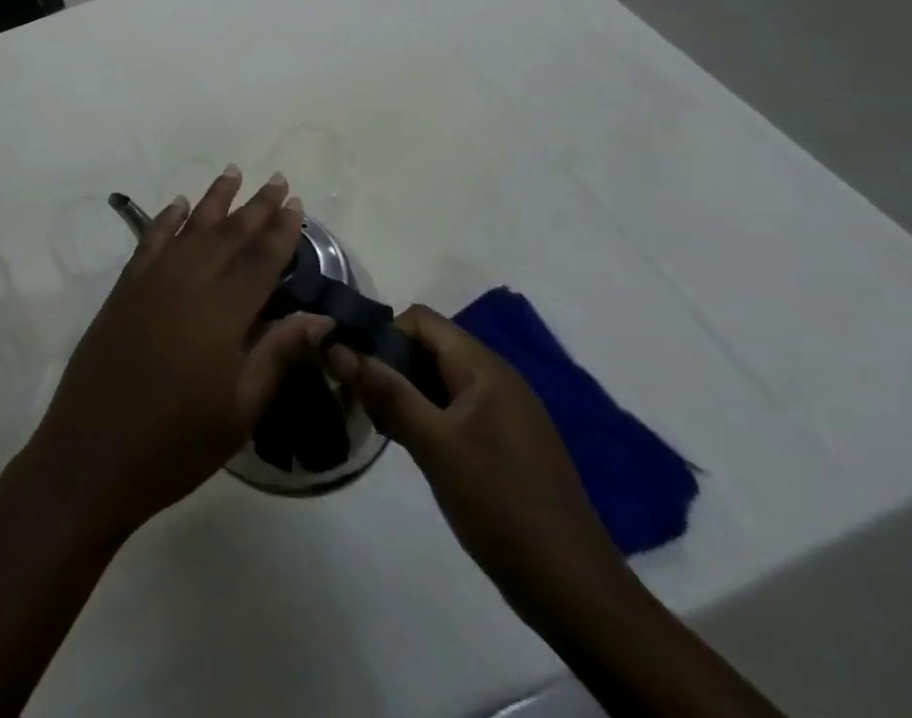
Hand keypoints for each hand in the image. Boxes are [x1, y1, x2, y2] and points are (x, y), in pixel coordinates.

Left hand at [22, 168, 329, 538]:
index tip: (298, 203)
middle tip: (277, 179)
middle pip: (228, 235)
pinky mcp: (123, 289)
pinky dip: (166, 219)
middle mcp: (186, 284)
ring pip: (189, 228)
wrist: (91, 453)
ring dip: (213, 199)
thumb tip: (320, 318)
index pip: (260, 260)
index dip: (282, 231)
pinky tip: (178, 205)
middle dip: (255, 206)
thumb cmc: (176, 444)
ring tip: (233, 172)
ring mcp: (150, 282)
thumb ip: (277, 354)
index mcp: (222, 314)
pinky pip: (150, 241)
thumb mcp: (239, 412)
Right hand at [326, 306, 630, 623]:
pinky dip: (427, 416)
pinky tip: (412, 446)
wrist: (575, 591)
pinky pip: (456, 409)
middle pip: (428, 347)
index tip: (355, 371)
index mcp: (483, 367)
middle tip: (360, 401)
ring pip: (439, 380)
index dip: (382, 335)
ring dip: (405, 393)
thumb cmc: (500, 504)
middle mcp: (496, 378)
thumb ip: (385, 391)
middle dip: (389, 365)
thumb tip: (336, 347)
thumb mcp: (433, 444)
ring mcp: (505, 413)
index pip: (419, 320)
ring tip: (380, 425)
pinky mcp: (506, 444)